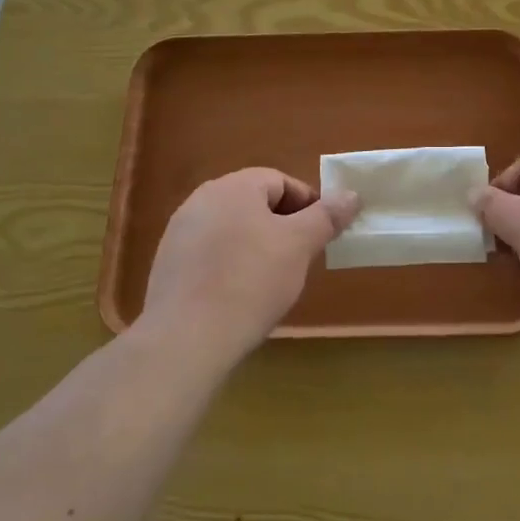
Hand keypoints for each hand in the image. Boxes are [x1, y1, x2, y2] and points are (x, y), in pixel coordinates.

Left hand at [140, 169, 358, 363]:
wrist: (185, 339)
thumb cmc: (251, 281)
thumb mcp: (300, 245)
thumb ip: (326, 216)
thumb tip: (351, 195)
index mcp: (233, 186)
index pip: (281, 181)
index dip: (308, 205)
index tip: (320, 236)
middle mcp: (202, 200)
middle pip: (255, 204)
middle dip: (283, 227)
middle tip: (300, 259)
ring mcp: (179, 232)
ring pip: (233, 229)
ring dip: (256, 246)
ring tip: (272, 281)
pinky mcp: (168, 265)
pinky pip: (211, 254)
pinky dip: (230, 266)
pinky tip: (239, 296)